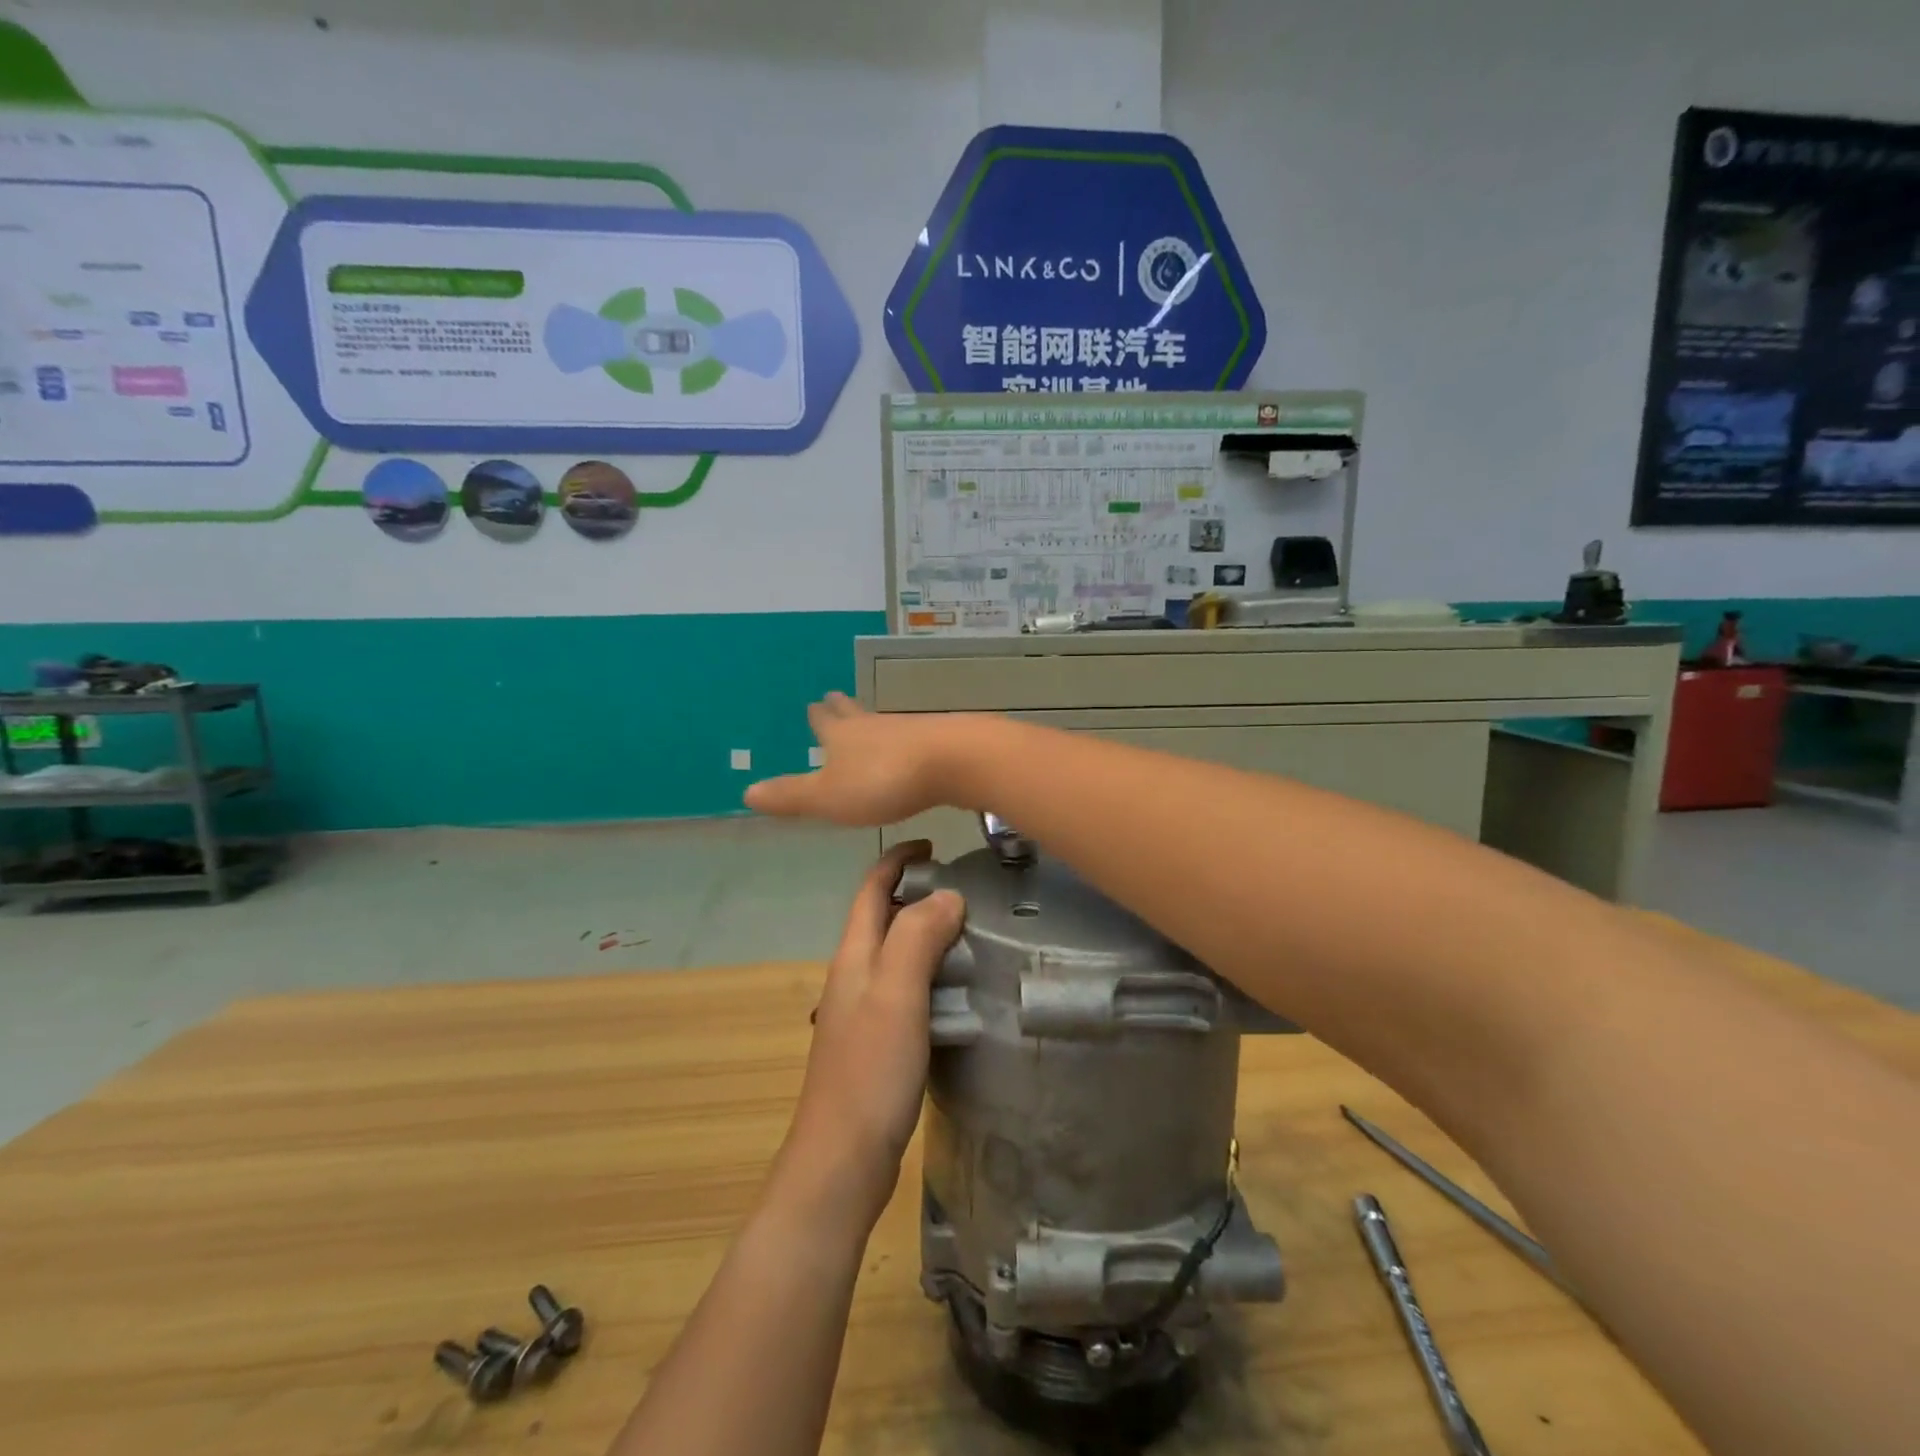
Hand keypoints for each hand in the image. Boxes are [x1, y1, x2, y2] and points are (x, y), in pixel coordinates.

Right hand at [746, 694, 966, 826]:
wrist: (953, 761)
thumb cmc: (882, 781)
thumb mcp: (828, 796)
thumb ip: (791, 796)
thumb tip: (745, 792)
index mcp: (842, 737)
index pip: (824, 722)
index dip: (817, 717)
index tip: (813, 704)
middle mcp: (873, 726)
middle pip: (853, 713)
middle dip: (842, 709)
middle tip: (833, 697)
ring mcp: (908, 730)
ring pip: (882, 723)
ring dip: (871, 723)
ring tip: (867, 723)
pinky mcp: (938, 741)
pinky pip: (912, 738)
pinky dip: (902, 740)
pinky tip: (909, 747)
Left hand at [777, 841, 964, 1224]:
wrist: (841, 1161)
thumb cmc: (869, 1071)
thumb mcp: (897, 994)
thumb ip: (918, 937)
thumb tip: (947, 894)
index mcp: (854, 956)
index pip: (871, 888)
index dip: (898, 859)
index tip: (935, 844)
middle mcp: (854, 976)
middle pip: (883, 918)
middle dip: (919, 893)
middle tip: (971, 891)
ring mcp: (865, 1011)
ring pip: (898, 954)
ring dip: (929, 935)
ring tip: (976, 934)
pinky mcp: (879, 1043)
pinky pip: (908, 990)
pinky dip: (934, 975)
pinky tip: (963, 990)